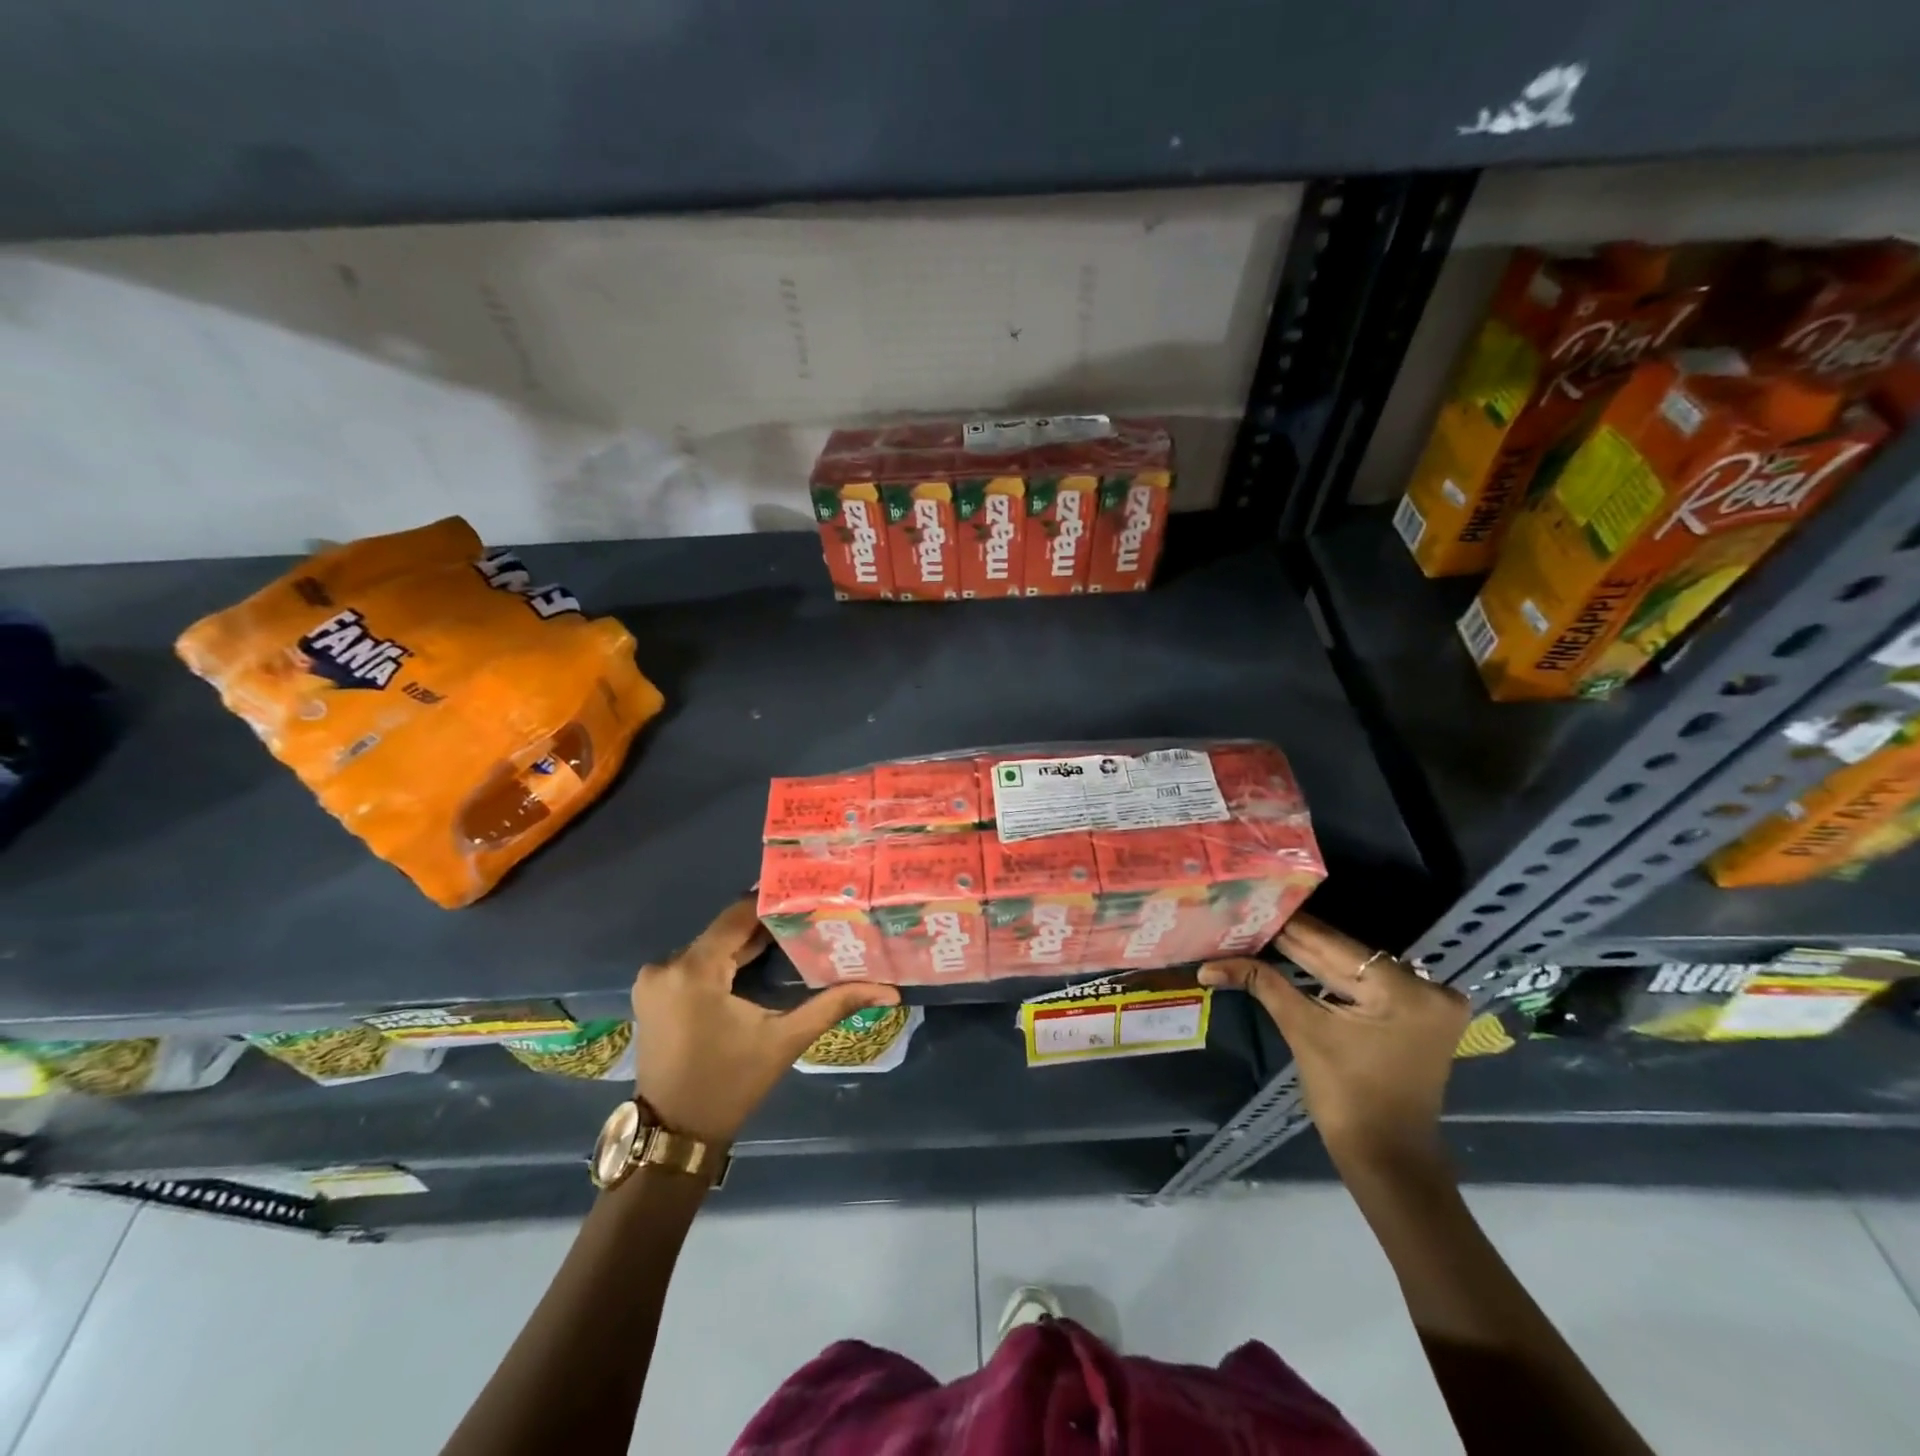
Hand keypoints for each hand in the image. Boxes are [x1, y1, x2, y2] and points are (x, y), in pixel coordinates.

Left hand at [630, 899, 899, 1144]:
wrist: (675, 1134)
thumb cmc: (731, 1085)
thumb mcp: (785, 1041)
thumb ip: (833, 1005)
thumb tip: (888, 991)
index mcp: (694, 970)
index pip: (738, 915)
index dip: (774, 903)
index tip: (810, 896)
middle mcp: (667, 964)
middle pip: (725, 930)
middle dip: (766, 926)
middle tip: (810, 916)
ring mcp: (655, 978)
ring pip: (712, 945)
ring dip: (746, 943)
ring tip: (791, 936)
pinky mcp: (653, 991)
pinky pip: (696, 962)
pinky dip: (725, 960)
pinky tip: (757, 962)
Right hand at [1199, 912, 1468, 1170]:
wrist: (1387, 1156)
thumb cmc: (1345, 1096)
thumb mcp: (1302, 1029)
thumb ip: (1263, 983)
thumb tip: (1210, 965)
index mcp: (1405, 990)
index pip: (1334, 945)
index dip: (1289, 927)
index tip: (1255, 906)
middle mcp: (1428, 987)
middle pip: (1347, 955)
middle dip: (1298, 943)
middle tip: (1255, 919)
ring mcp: (1430, 1002)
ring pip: (1357, 967)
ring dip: (1313, 957)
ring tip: (1268, 933)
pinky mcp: (1422, 1015)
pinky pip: (1370, 984)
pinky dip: (1335, 976)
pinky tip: (1298, 959)